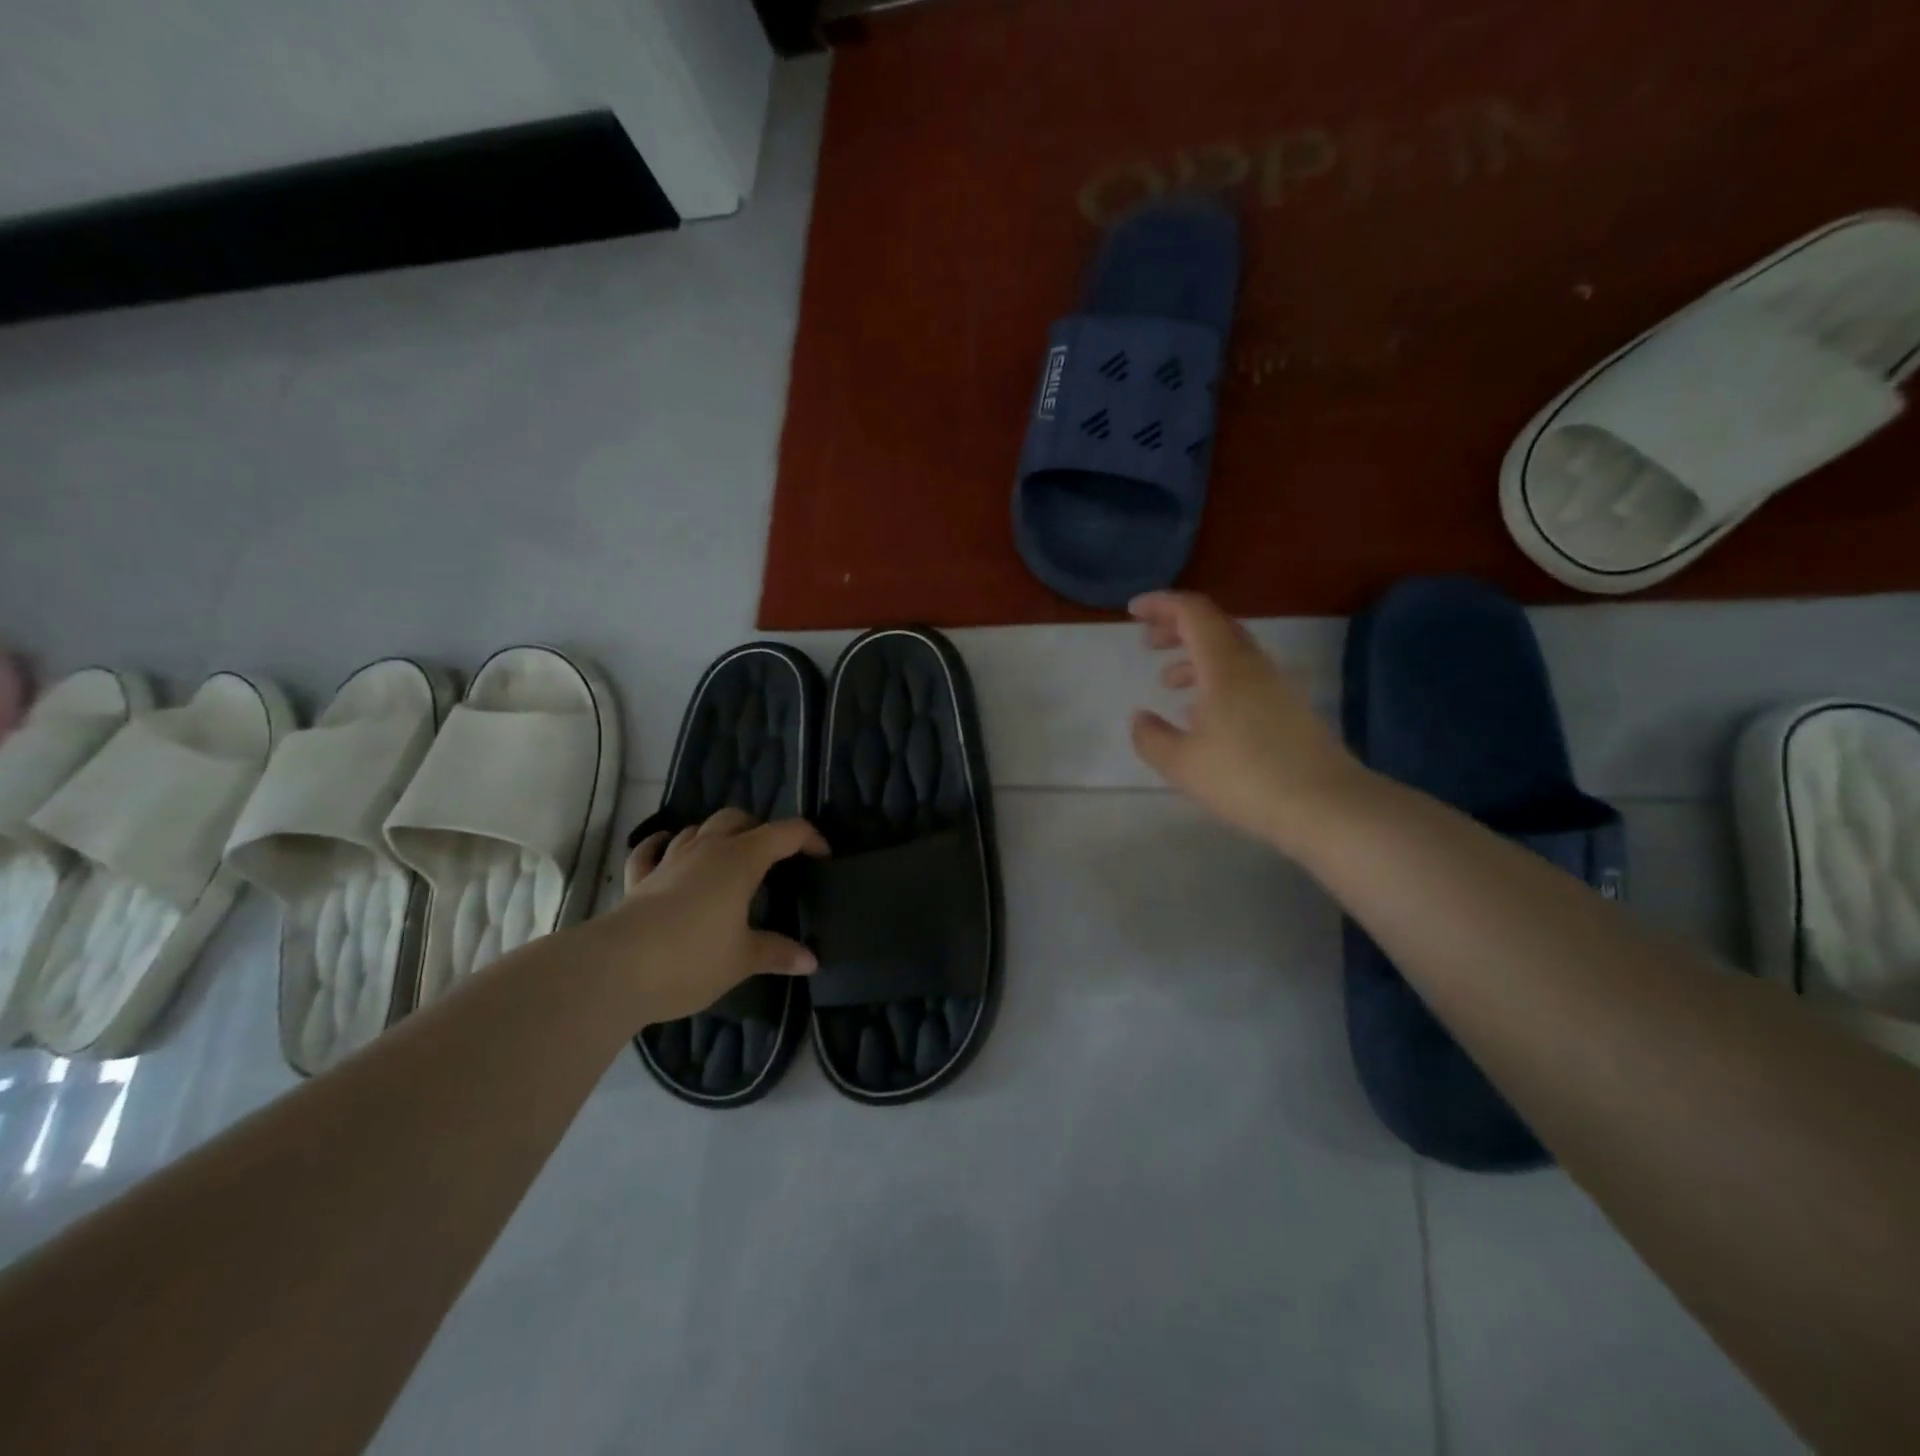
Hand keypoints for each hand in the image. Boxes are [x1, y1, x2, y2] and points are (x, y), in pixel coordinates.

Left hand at [597, 808, 827, 1023]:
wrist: (616, 970)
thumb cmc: (691, 958)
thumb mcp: (743, 959)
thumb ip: (778, 953)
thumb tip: (811, 960)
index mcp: (741, 860)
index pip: (785, 833)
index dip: (809, 839)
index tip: (822, 858)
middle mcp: (706, 849)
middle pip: (737, 819)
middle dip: (760, 829)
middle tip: (774, 856)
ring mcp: (668, 861)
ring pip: (697, 828)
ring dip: (717, 834)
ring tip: (729, 855)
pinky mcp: (638, 880)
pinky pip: (651, 850)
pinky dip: (663, 845)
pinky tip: (667, 847)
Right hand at [1129, 591, 1374, 853]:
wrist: (1326, 806)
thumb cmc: (1244, 778)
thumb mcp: (1181, 763)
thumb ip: (1151, 737)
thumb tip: (1140, 717)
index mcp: (1224, 666)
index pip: (1193, 612)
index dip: (1161, 604)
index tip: (1133, 612)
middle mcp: (1253, 666)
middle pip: (1214, 626)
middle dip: (1177, 627)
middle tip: (1148, 642)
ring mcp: (1276, 687)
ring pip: (1231, 654)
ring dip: (1196, 658)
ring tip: (1168, 683)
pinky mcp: (1290, 710)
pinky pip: (1246, 678)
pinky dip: (1216, 681)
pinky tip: (1204, 716)